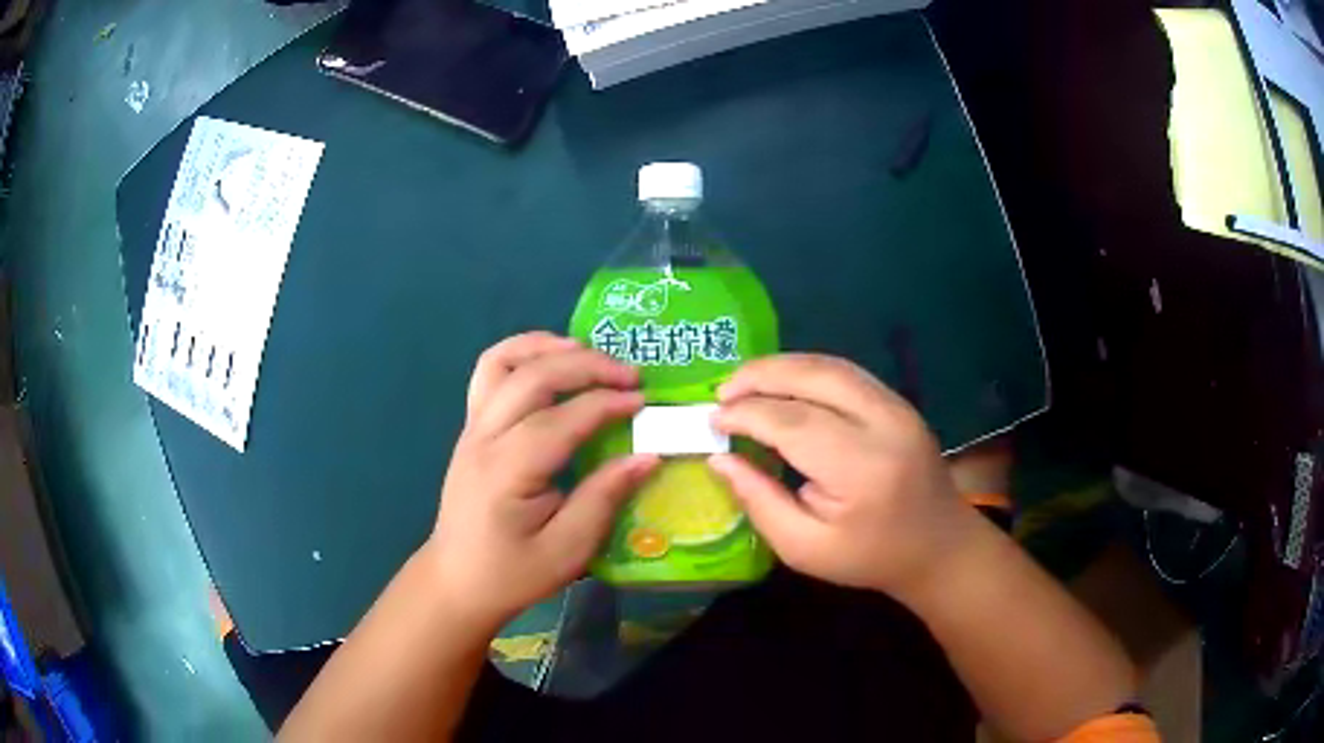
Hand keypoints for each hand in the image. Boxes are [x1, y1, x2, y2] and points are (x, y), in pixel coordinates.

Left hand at [424, 332, 658, 629]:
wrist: (457, 581)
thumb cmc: (513, 573)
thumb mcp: (567, 550)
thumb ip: (604, 499)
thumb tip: (646, 456)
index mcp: (506, 472)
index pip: (559, 420)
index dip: (605, 403)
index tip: (644, 402)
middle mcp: (483, 438)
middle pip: (531, 377)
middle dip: (585, 365)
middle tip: (630, 375)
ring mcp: (471, 428)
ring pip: (502, 362)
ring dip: (547, 346)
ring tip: (589, 351)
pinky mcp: (471, 428)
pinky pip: (490, 372)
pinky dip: (522, 353)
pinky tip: (551, 359)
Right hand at [709, 354, 978, 599]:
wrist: (938, 546)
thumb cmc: (869, 557)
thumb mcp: (803, 548)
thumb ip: (759, 501)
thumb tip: (719, 458)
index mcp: (861, 469)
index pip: (792, 423)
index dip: (747, 415)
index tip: (714, 422)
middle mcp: (884, 424)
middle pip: (814, 377)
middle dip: (761, 376)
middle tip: (722, 392)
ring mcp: (897, 407)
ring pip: (831, 366)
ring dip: (782, 368)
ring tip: (744, 384)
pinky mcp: (899, 402)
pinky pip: (846, 373)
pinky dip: (807, 372)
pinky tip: (782, 386)